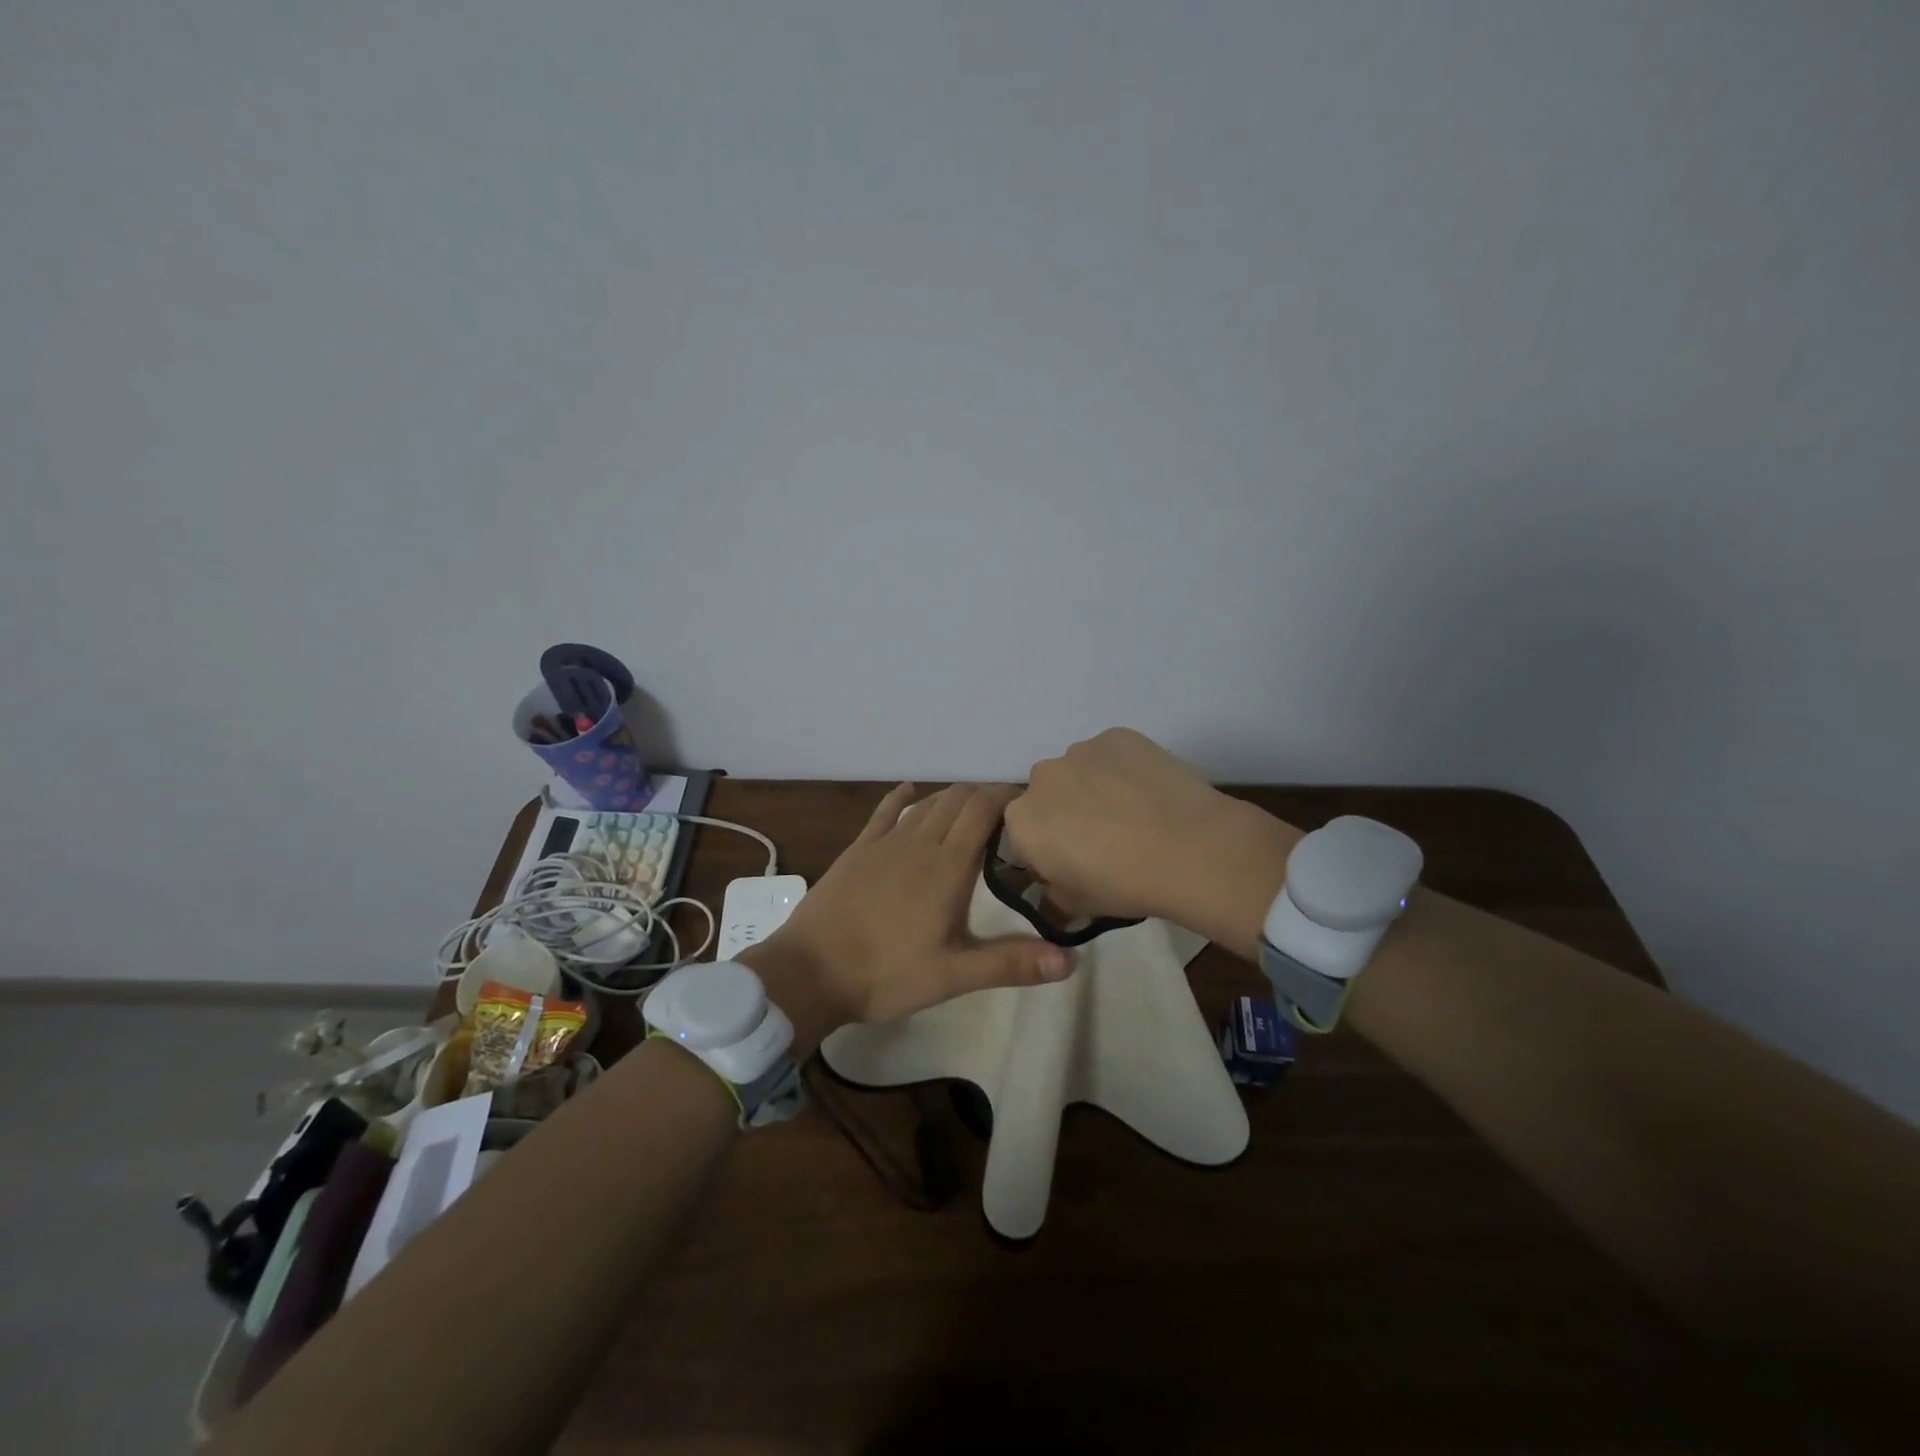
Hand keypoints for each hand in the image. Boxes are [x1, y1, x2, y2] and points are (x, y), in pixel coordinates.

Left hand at [749, 783, 1073, 1046]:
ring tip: (971, 805)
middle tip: (1007, 810)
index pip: (983, 811)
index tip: (1029, 802)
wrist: (810, 971)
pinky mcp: (858, 850)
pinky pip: (884, 812)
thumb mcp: (953, 975)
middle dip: (984, 795)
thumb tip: (1072, 960)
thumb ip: (1011, 963)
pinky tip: (910, 789)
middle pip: (956, 800)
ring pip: (925, 803)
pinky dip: (902, 797)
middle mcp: (919, 843)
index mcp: (947, 867)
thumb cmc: (886, 974)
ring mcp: (884, 843)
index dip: (1007, 797)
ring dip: (951, 797)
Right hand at [1004, 728, 1300, 955]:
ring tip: (1134, 812)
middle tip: (1105, 837)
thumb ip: (1053, 890)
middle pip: (1048, 795)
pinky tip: (1150, 792)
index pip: (1024, 835)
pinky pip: (1111, 753)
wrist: (1189, 849)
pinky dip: (1124, 768)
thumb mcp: (1078, 905)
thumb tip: (1055, 880)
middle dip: (1067, 812)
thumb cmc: (1125, 884)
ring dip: (1094, 787)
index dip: (1049, 850)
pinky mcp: (1117, 735)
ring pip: (1079, 770)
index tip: (1075, 863)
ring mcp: (1080, 751)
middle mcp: (1041, 778)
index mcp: (1022, 822)